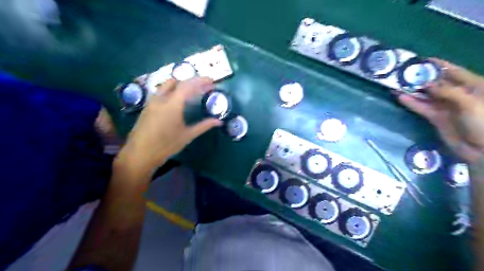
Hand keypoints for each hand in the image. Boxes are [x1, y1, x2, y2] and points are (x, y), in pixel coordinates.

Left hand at [117, 76, 222, 173]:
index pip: (189, 85)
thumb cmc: (166, 145)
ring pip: (167, 85)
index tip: (211, 81)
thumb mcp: (187, 135)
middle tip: (204, 86)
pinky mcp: (147, 106)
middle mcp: (161, 98)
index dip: (201, 81)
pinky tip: (177, 100)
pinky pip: (161, 92)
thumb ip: (204, 126)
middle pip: (178, 82)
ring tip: (192, 91)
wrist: (140, 154)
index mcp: (173, 104)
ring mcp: (152, 101)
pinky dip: (172, 90)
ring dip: (181, 84)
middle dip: (192, 81)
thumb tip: (219, 122)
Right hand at [399, 58, 483, 162]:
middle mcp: (457, 94)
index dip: (437, 65)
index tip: (420, 60)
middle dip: (421, 77)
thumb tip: (426, 83)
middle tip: (403, 73)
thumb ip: (447, 91)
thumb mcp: (469, 102)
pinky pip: (421, 107)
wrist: (482, 149)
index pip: (452, 71)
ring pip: (426, 95)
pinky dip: (411, 103)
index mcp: (472, 86)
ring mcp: (445, 106)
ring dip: (412, 90)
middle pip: (436, 83)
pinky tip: (400, 97)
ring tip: (397, 84)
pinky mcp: (435, 117)